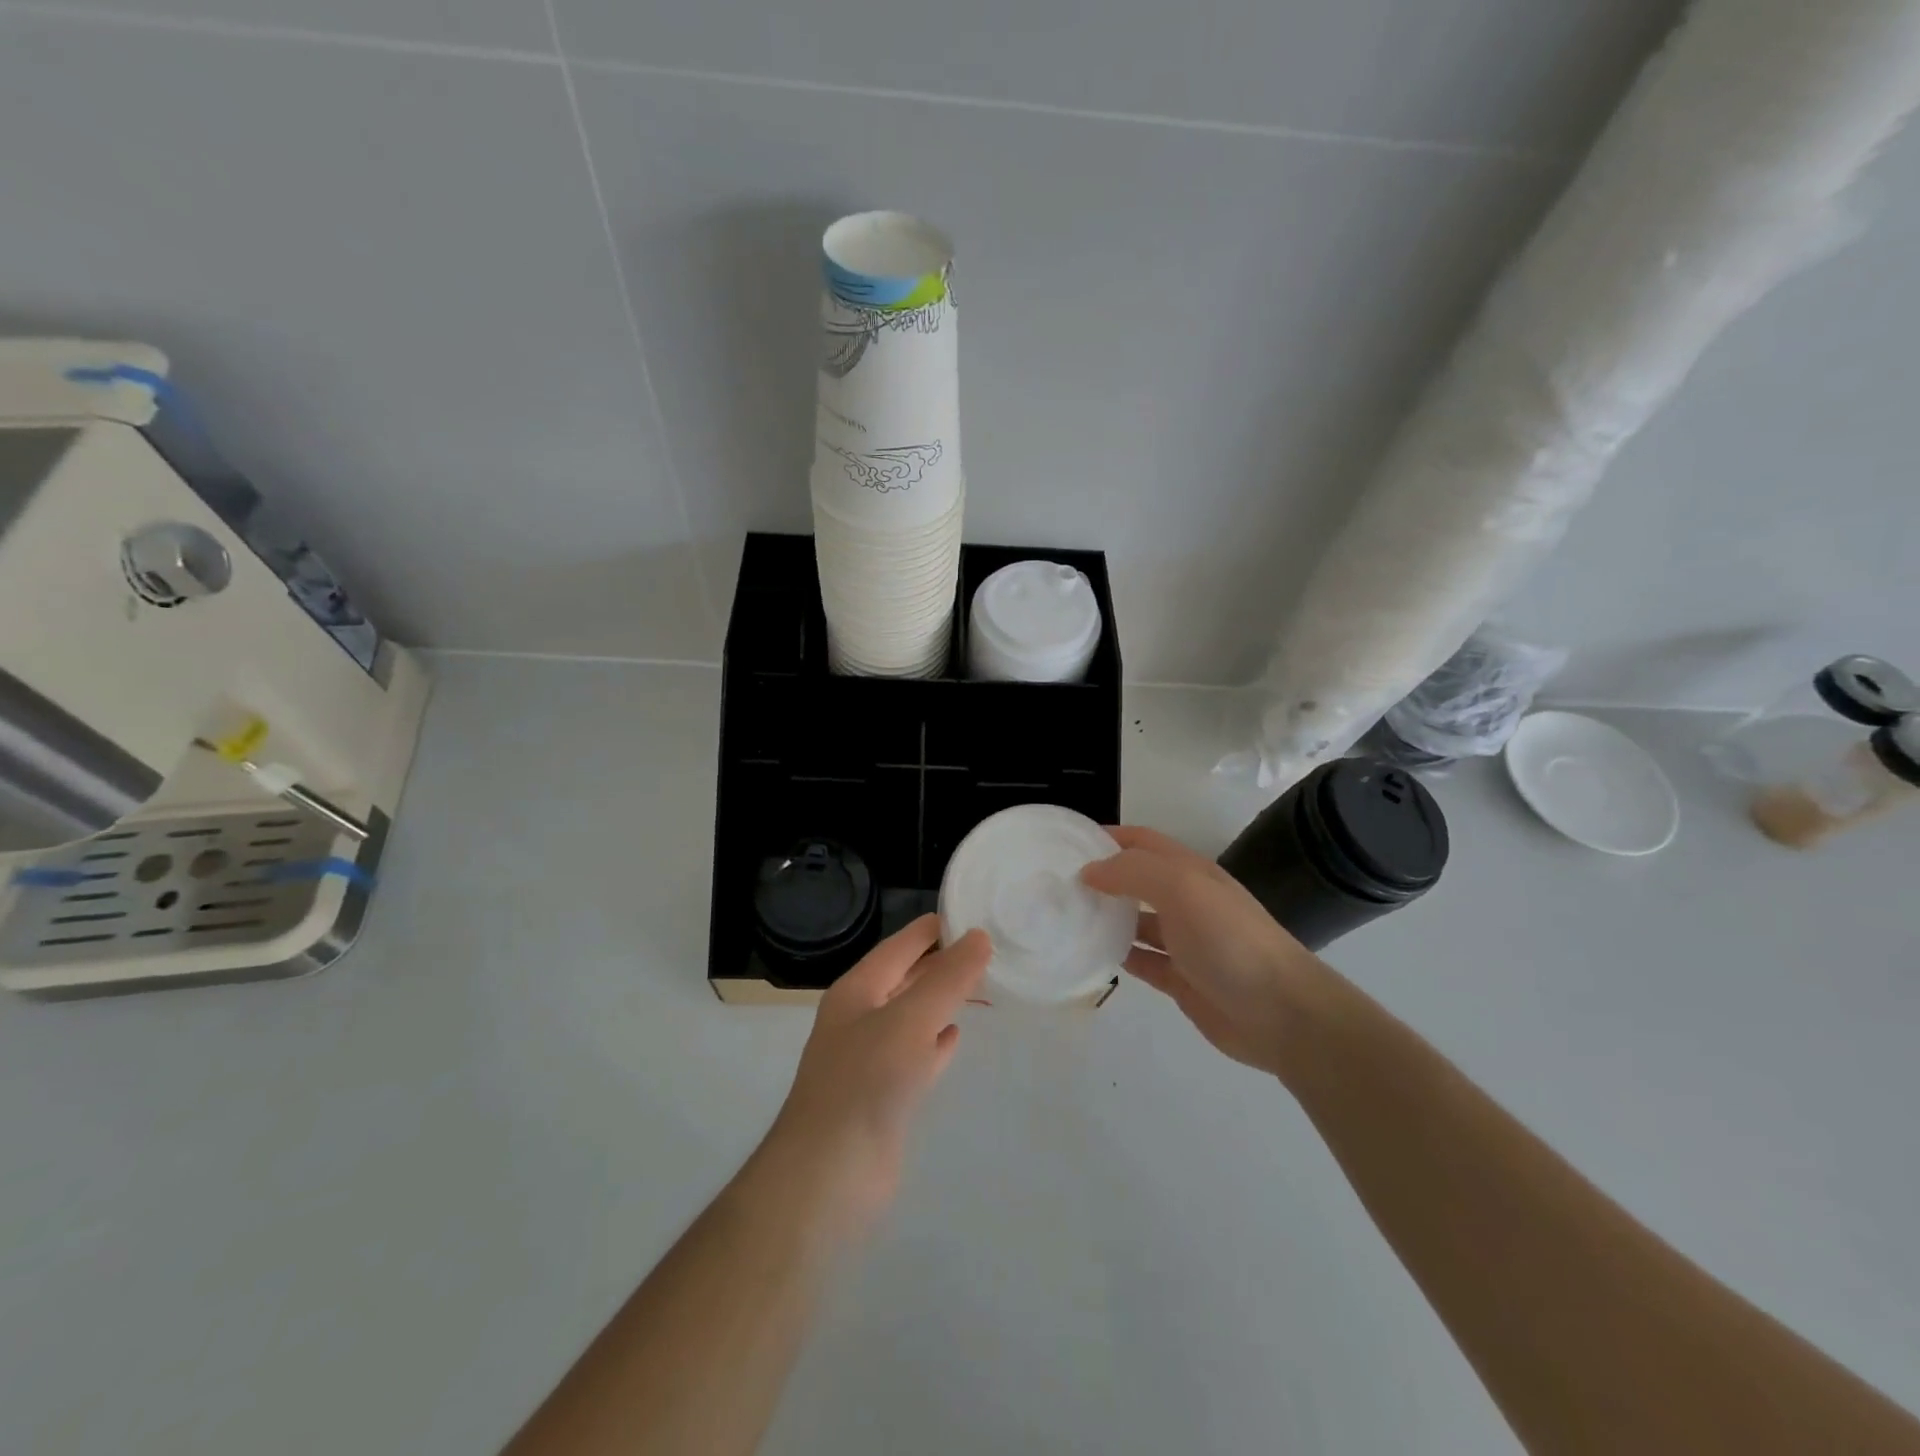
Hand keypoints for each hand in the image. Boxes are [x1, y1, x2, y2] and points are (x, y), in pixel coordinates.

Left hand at [765, 916, 989, 1230]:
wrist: (828, 1177)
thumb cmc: (865, 1083)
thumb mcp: (910, 1020)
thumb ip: (947, 979)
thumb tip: (978, 936)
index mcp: (857, 990)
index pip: (900, 945)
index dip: (933, 928)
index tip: (972, 913)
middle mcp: (860, 1017)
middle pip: (906, 978)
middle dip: (942, 963)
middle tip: (989, 947)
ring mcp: (870, 1058)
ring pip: (913, 1015)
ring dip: (943, 1000)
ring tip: (982, 985)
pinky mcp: (884, 1095)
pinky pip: (916, 1054)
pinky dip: (937, 1041)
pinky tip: (957, 1036)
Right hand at [1082, 826, 1325, 1078]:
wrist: (1282, 1013)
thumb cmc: (1230, 940)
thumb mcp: (1182, 889)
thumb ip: (1133, 872)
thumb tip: (1089, 871)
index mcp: (1189, 871)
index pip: (1141, 841)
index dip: (1107, 837)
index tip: (1066, 845)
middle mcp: (1186, 900)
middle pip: (1135, 880)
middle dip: (1100, 877)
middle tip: (1055, 885)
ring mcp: (1184, 941)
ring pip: (1135, 921)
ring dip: (1105, 917)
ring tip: (1063, 918)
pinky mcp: (1181, 979)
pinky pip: (1141, 960)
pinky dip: (1117, 955)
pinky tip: (1089, 956)